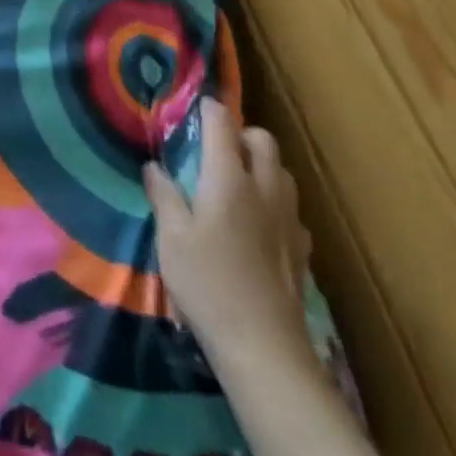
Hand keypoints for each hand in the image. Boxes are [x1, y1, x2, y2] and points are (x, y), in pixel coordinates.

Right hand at [143, 98, 312, 372]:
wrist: (264, 349)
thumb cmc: (208, 285)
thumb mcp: (171, 239)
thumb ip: (163, 195)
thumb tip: (154, 166)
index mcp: (228, 178)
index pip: (221, 123)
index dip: (207, 109)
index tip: (193, 106)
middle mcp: (263, 188)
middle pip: (262, 139)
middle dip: (240, 133)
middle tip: (216, 148)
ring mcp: (288, 219)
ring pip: (282, 171)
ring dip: (262, 164)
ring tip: (238, 182)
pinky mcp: (302, 249)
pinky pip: (291, 207)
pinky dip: (276, 201)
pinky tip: (260, 224)